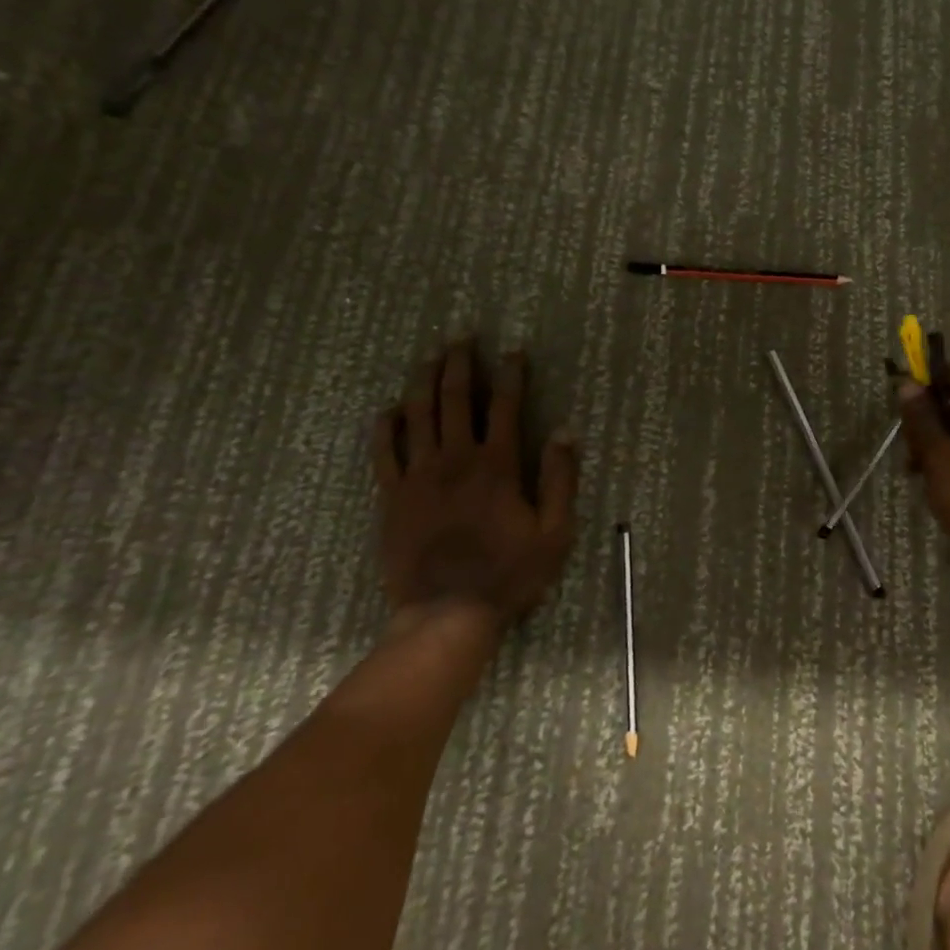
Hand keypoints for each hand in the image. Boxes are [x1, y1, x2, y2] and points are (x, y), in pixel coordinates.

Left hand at [372, 339, 579, 630]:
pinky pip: (384, 451)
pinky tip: (389, 409)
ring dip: (424, 380)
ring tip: (429, 356)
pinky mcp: (393, 496)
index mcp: (496, 466)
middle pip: (455, 398)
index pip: (505, 406)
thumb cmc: (509, 574)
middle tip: (461, 336)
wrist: (447, 613)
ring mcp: (418, 476)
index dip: (511, 374)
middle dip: (460, 363)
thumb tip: (566, 431)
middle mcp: (455, 459)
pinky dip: (386, 426)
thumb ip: (560, 480)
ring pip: (418, 414)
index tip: (513, 351)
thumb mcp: (554, 533)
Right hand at [900, 364, 949, 590]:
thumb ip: (922, 421)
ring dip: (933, 448)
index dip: (927, 381)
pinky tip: (931, 490)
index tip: (899, 399)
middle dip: (926, 420)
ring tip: (913, 471)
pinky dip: (947, 469)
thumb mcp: (942, 459)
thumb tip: (907, 384)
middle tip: (905, 444)